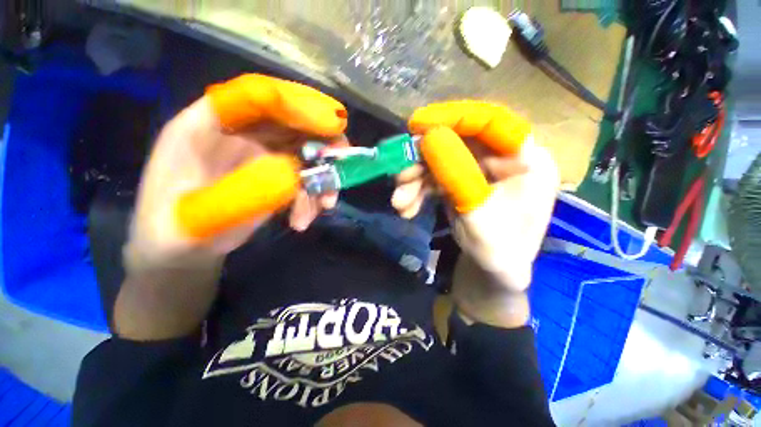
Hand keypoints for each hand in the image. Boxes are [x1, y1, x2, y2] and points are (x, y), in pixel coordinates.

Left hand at [125, 74, 347, 274]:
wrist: (183, 249)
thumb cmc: (174, 230)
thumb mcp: (191, 213)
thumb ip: (233, 192)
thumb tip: (288, 175)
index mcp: (208, 125)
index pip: (256, 96)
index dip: (295, 104)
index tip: (328, 125)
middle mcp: (241, 134)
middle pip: (292, 123)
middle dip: (323, 142)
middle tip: (341, 163)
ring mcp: (262, 156)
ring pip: (307, 153)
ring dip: (324, 176)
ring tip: (325, 205)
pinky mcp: (276, 177)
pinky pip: (306, 179)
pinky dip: (312, 198)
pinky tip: (303, 221)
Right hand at [394, 101, 558, 321]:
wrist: (491, 273)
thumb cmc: (498, 251)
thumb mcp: (477, 216)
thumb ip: (457, 177)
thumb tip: (430, 138)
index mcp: (527, 160)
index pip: (492, 122)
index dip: (455, 118)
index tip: (419, 125)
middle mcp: (502, 158)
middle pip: (457, 143)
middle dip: (423, 161)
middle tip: (399, 177)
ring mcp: (478, 170)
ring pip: (440, 161)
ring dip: (415, 180)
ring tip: (399, 203)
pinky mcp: (461, 181)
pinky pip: (434, 177)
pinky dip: (418, 190)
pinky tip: (407, 209)